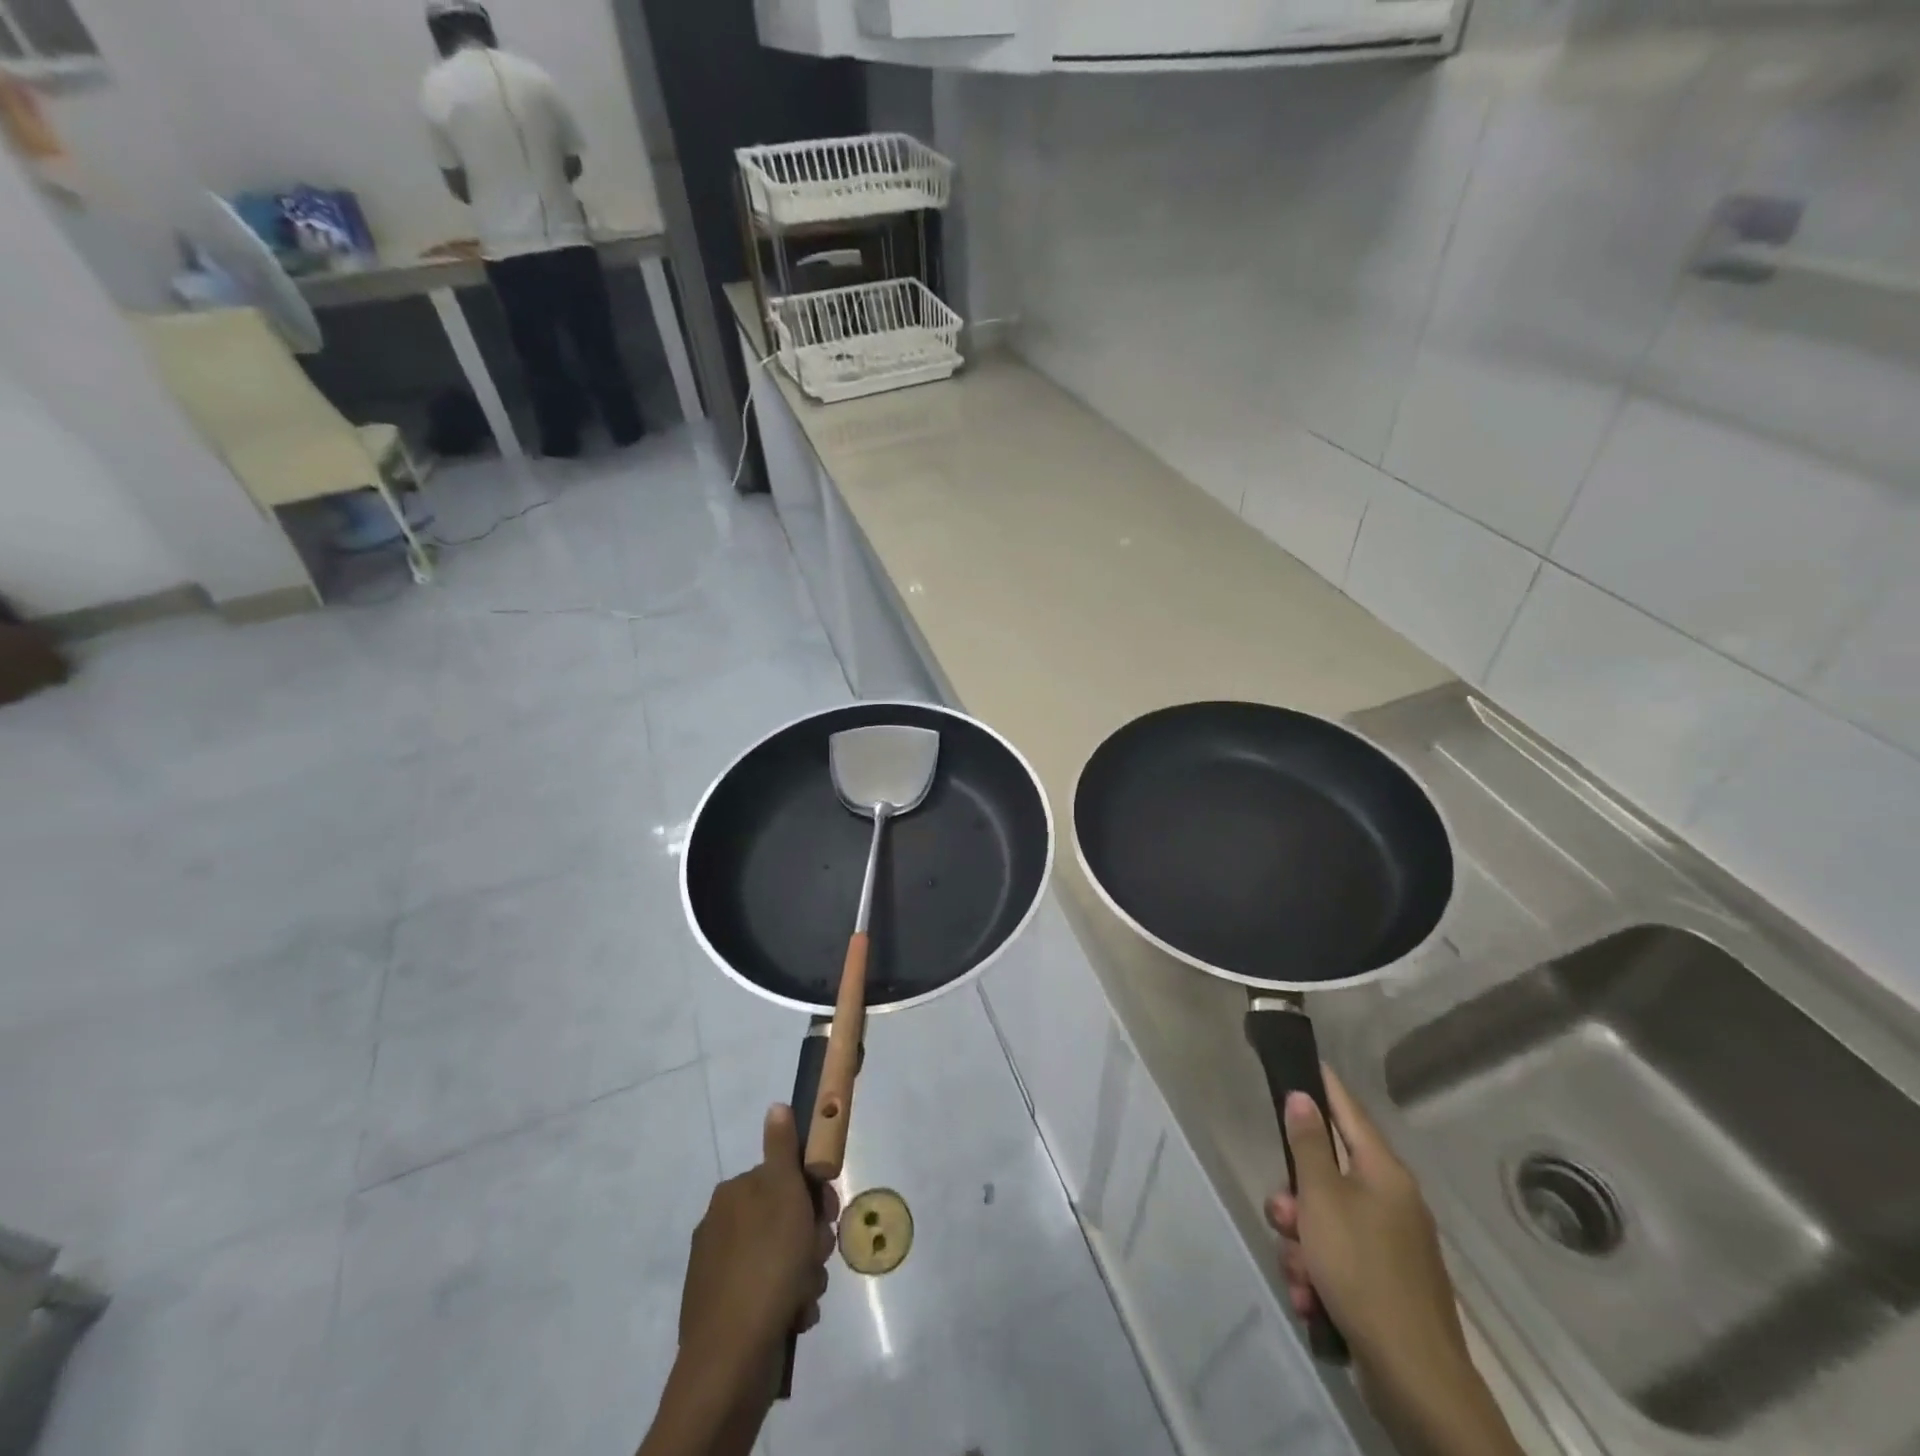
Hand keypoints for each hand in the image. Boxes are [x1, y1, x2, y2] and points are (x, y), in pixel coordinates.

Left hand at [679, 1105, 838, 1377]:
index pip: (784, 1177)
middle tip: (817, 1256)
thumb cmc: (767, 1264)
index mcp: (733, 1194)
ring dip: (804, 1273)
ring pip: (783, 1258)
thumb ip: (782, 1149)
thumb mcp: (783, 1194)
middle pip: (785, 1218)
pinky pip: (770, 1293)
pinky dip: (788, 1301)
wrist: (731, 1359)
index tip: (827, 1214)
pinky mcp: (725, 1311)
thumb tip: (775, 1106)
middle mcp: (722, 1226)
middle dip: (810, 1238)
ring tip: (805, 1294)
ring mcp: (721, 1271)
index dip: (813, 1193)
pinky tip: (794, 1315)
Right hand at [1267, 1068, 1522, 1455]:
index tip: (1305, 1060)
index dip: (1324, 1085)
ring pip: (1324, 1221)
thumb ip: (1308, 1145)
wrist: (1415, 1378)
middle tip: (1284, 1219)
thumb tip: (1303, 1096)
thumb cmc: (1362, 1270)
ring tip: (1301, 1274)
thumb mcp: (1322, 1199)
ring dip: (1301, 1244)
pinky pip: (1336, 1258)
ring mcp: (1391, 1245)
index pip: (1348, 1110)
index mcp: (1384, 1173)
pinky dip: (1318, 1274)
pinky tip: (1312, 1298)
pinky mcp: (1384, 1283)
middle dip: (1295, 1199)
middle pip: (1326, 1174)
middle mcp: (1391, 1201)